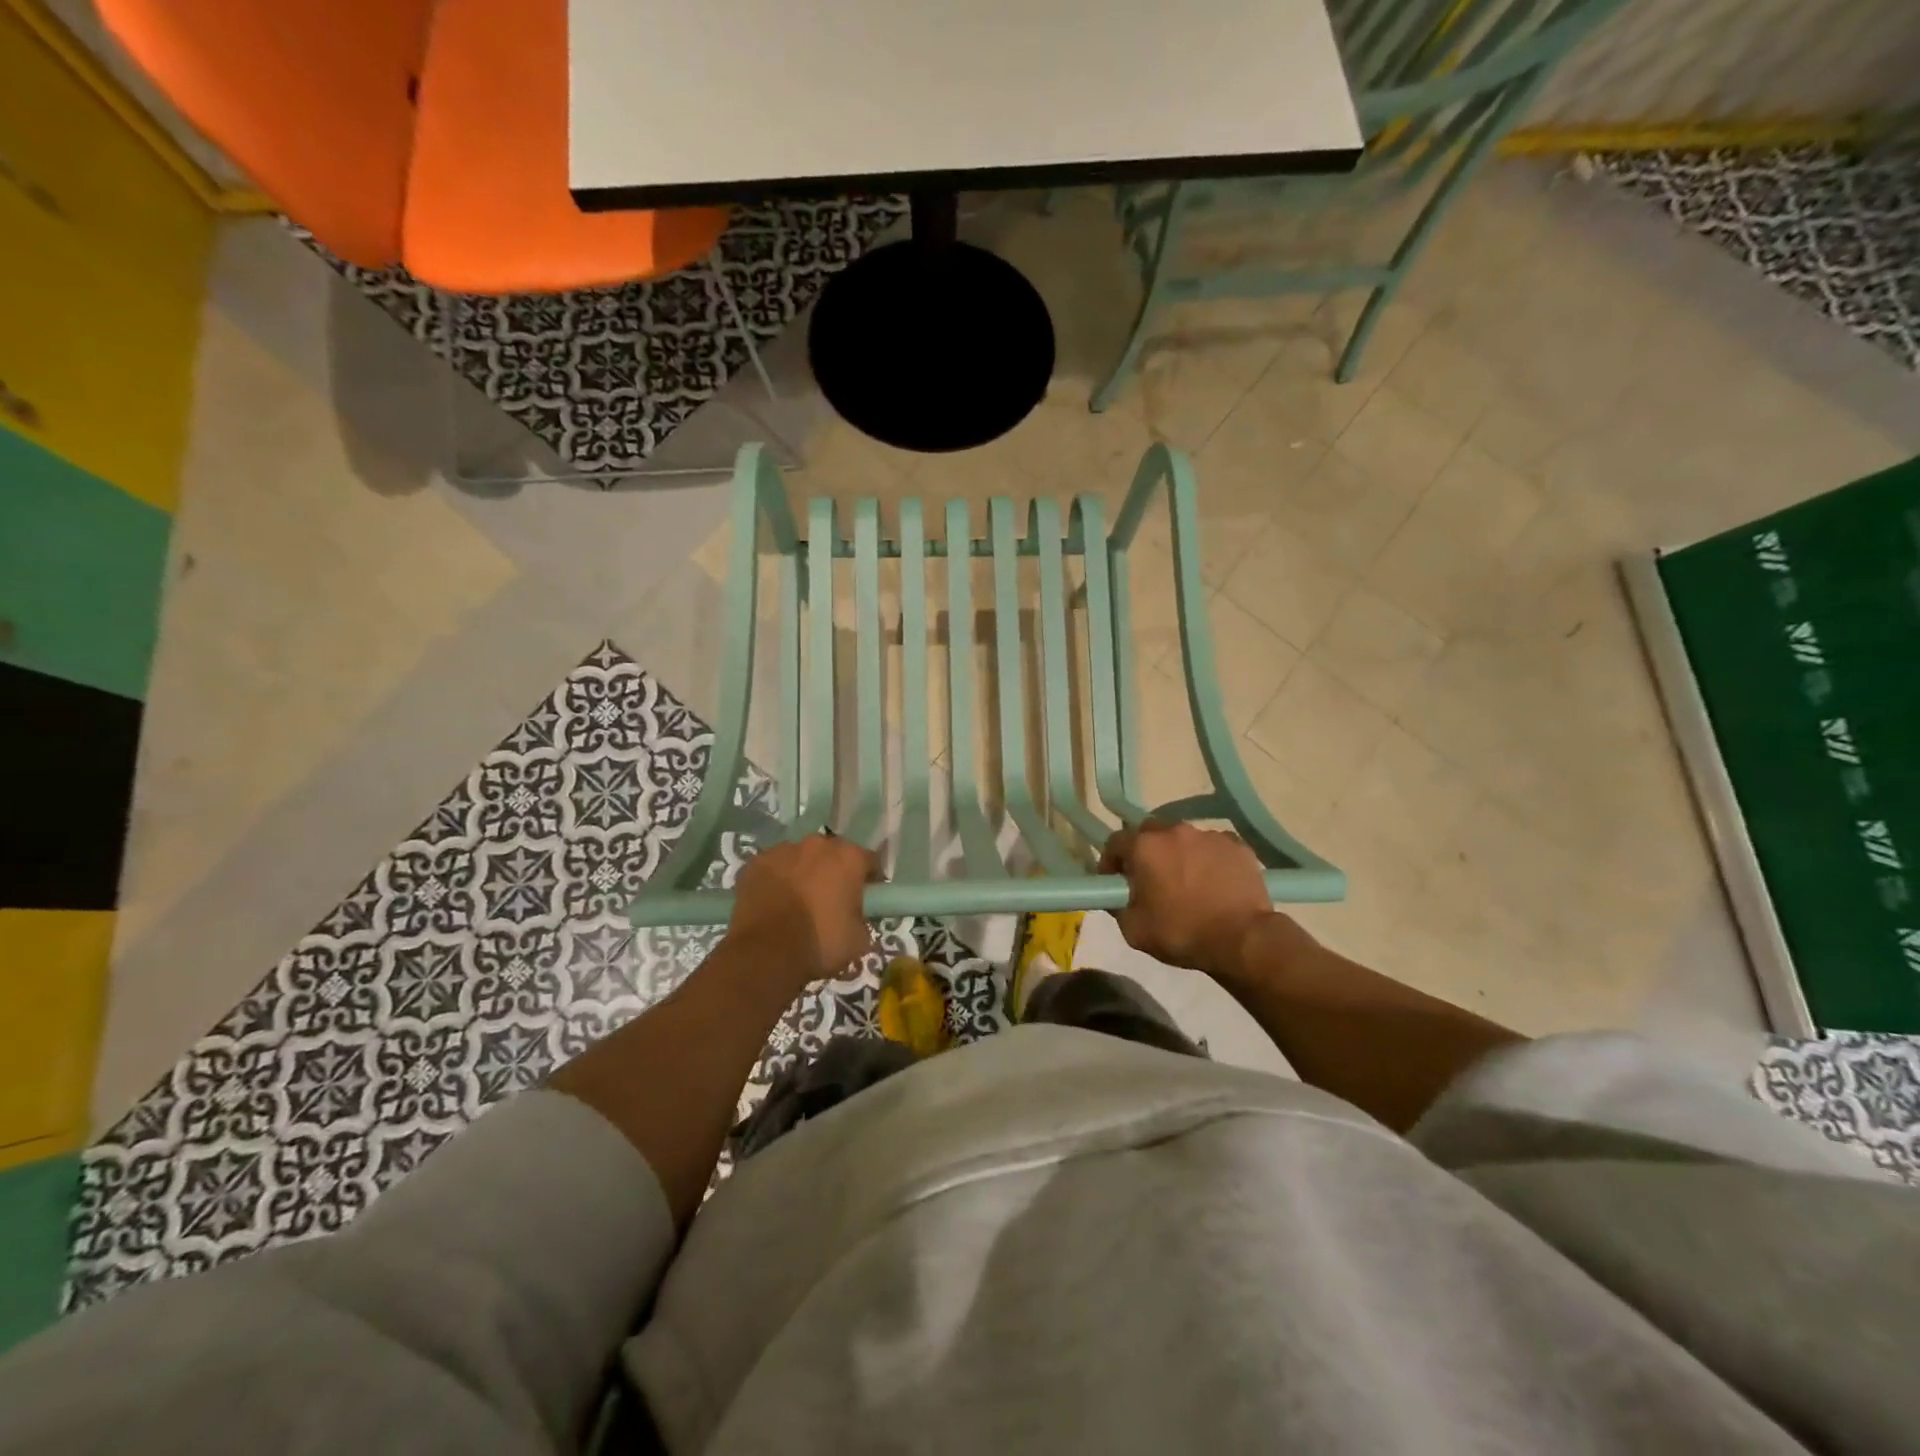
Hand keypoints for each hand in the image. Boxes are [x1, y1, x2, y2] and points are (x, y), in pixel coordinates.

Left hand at [727, 835, 878, 984]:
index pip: (868, 861)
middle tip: (829, 900)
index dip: (869, 880)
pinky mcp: (754, 863)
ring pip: (799, 858)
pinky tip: (772, 903)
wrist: (766, 953)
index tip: (865, 898)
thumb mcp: (859, 939)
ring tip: (797, 902)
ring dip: (802, 873)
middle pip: (831, 854)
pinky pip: (772, 868)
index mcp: (848, 858)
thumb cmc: (820, 943)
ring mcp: (782, 850)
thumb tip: (855, 918)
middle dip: (833, 872)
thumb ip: (862, 919)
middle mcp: (817, 844)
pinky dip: (775, 880)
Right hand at [1100, 822, 1281, 978]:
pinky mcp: (1237, 845)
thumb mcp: (1133, 930)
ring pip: (1183, 838)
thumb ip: (1117, 905)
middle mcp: (1174, 831)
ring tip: (1187, 881)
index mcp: (1144, 846)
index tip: (1115, 881)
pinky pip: (1213, 847)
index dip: (1111, 862)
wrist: (1243, 940)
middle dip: (1145, 851)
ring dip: (1178, 854)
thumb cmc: (1182, 933)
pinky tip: (1214, 882)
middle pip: (1150, 833)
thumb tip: (1116, 895)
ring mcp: (1208, 835)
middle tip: (1150, 878)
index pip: (1115, 842)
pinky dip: (1208, 859)